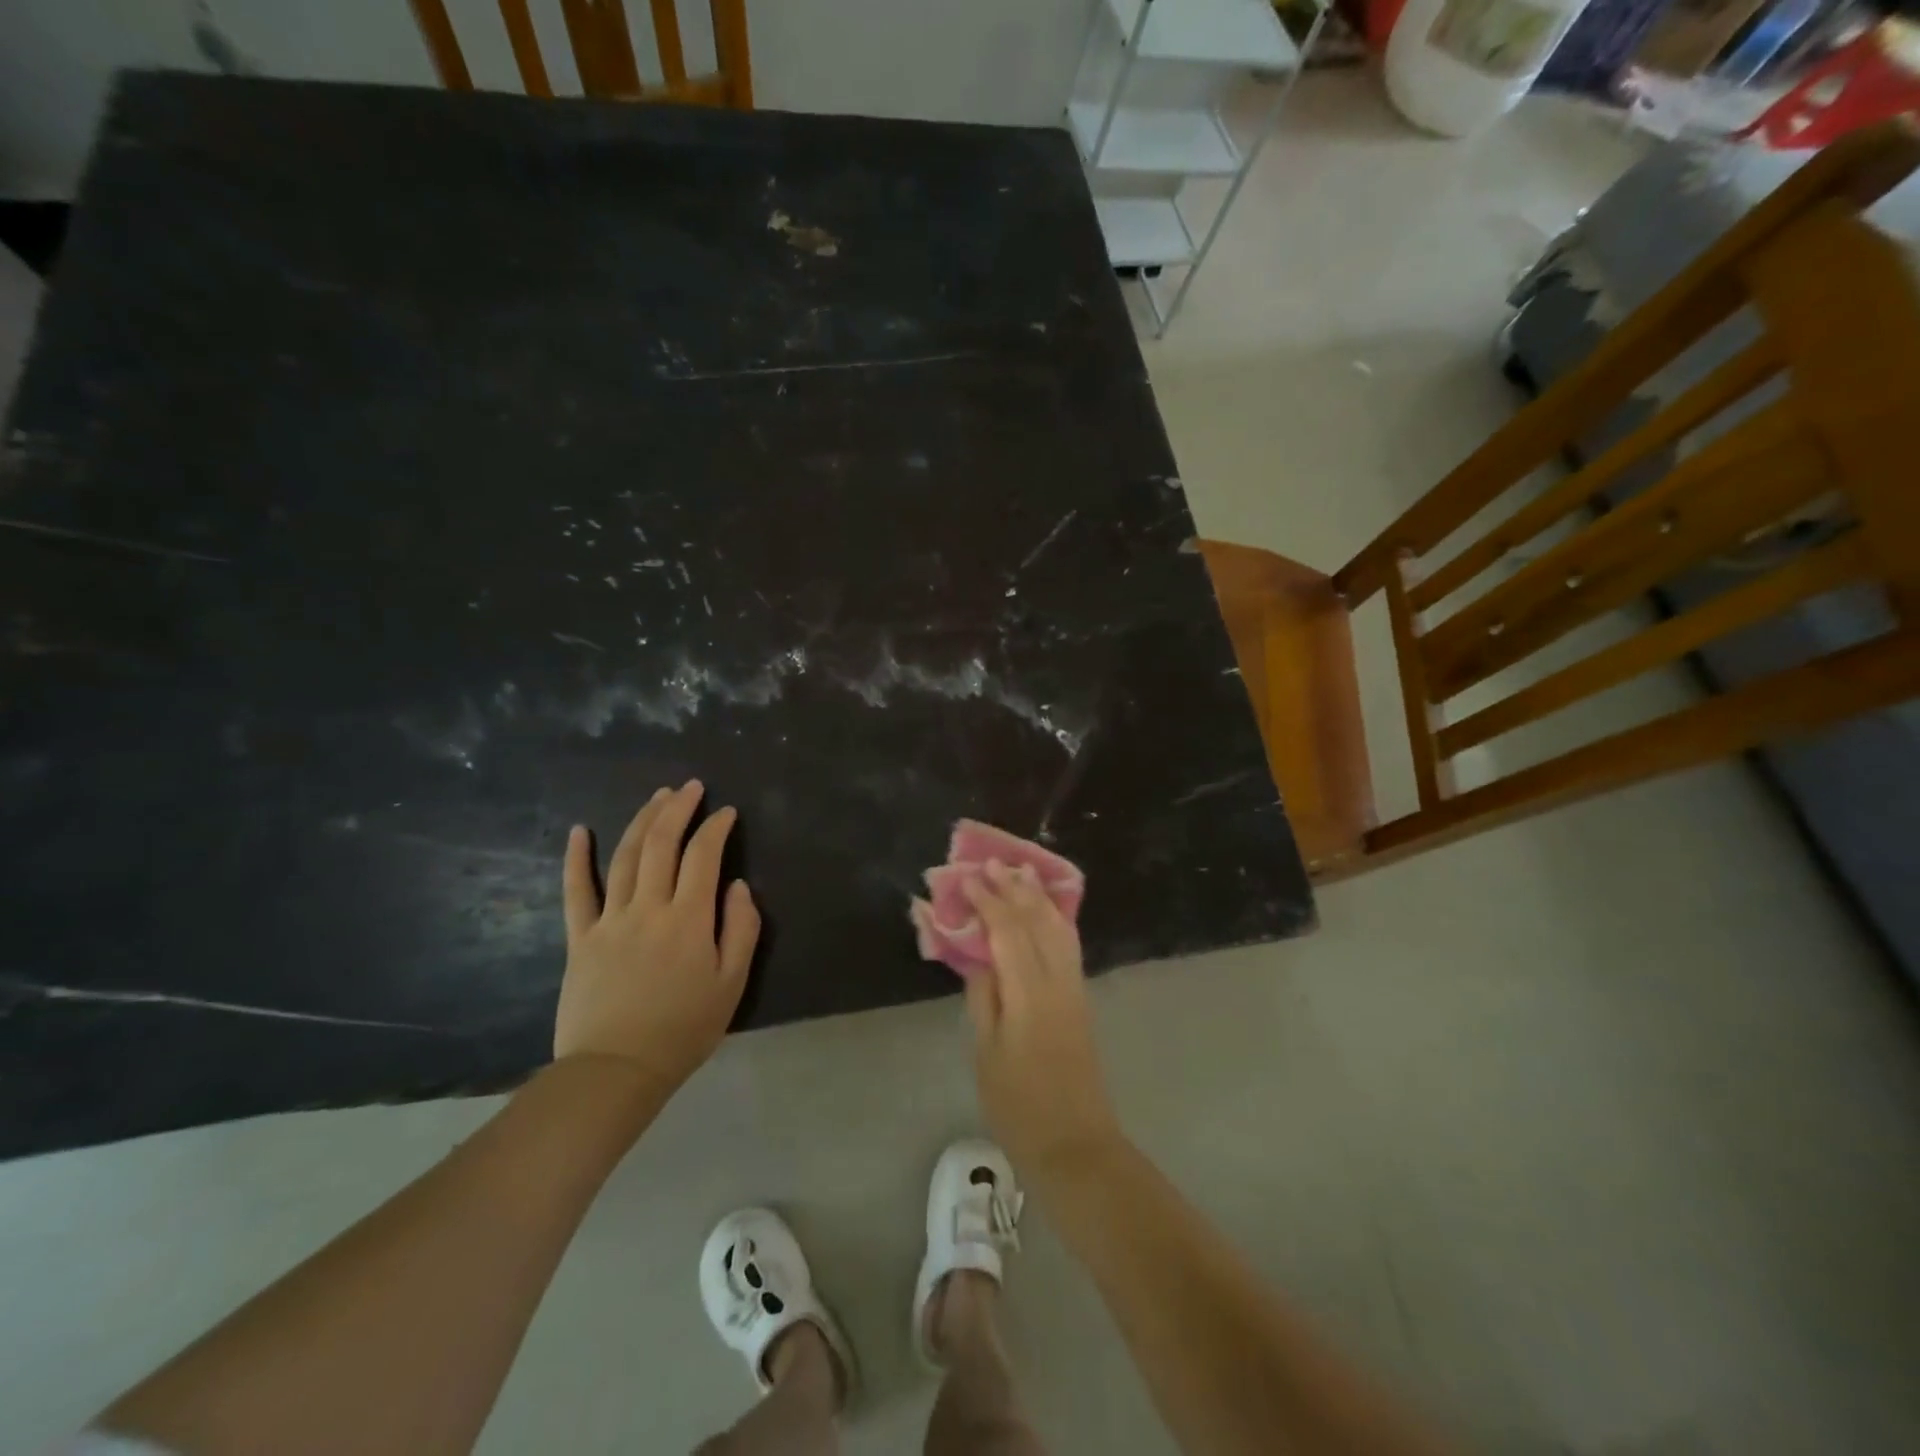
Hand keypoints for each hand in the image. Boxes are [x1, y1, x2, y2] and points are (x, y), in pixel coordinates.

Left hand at [554, 780, 759, 1093]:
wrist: (617, 1070)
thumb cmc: (684, 1029)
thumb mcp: (732, 983)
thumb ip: (741, 929)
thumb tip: (738, 886)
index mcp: (689, 918)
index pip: (704, 856)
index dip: (716, 828)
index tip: (726, 812)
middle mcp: (649, 907)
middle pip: (661, 844)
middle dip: (678, 809)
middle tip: (690, 787)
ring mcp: (610, 919)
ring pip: (624, 856)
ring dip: (642, 820)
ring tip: (657, 796)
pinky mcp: (580, 937)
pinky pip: (576, 891)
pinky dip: (576, 858)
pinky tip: (578, 831)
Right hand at [960, 861, 1122, 1182]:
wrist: (1075, 1143)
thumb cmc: (1019, 1105)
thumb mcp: (986, 1053)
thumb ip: (983, 998)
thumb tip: (979, 957)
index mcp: (1029, 992)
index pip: (1008, 931)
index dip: (988, 901)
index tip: (969, 877)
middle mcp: (1057, 980)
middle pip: (1036, 921)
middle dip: (1014, 890)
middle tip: (993, 863)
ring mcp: (1074, 988)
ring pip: (1058, 929)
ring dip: (1038, 899)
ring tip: (1021, 874)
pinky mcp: (1081, 999)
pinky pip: (1068, 945)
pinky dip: (1054, 919)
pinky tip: (1046, 912)